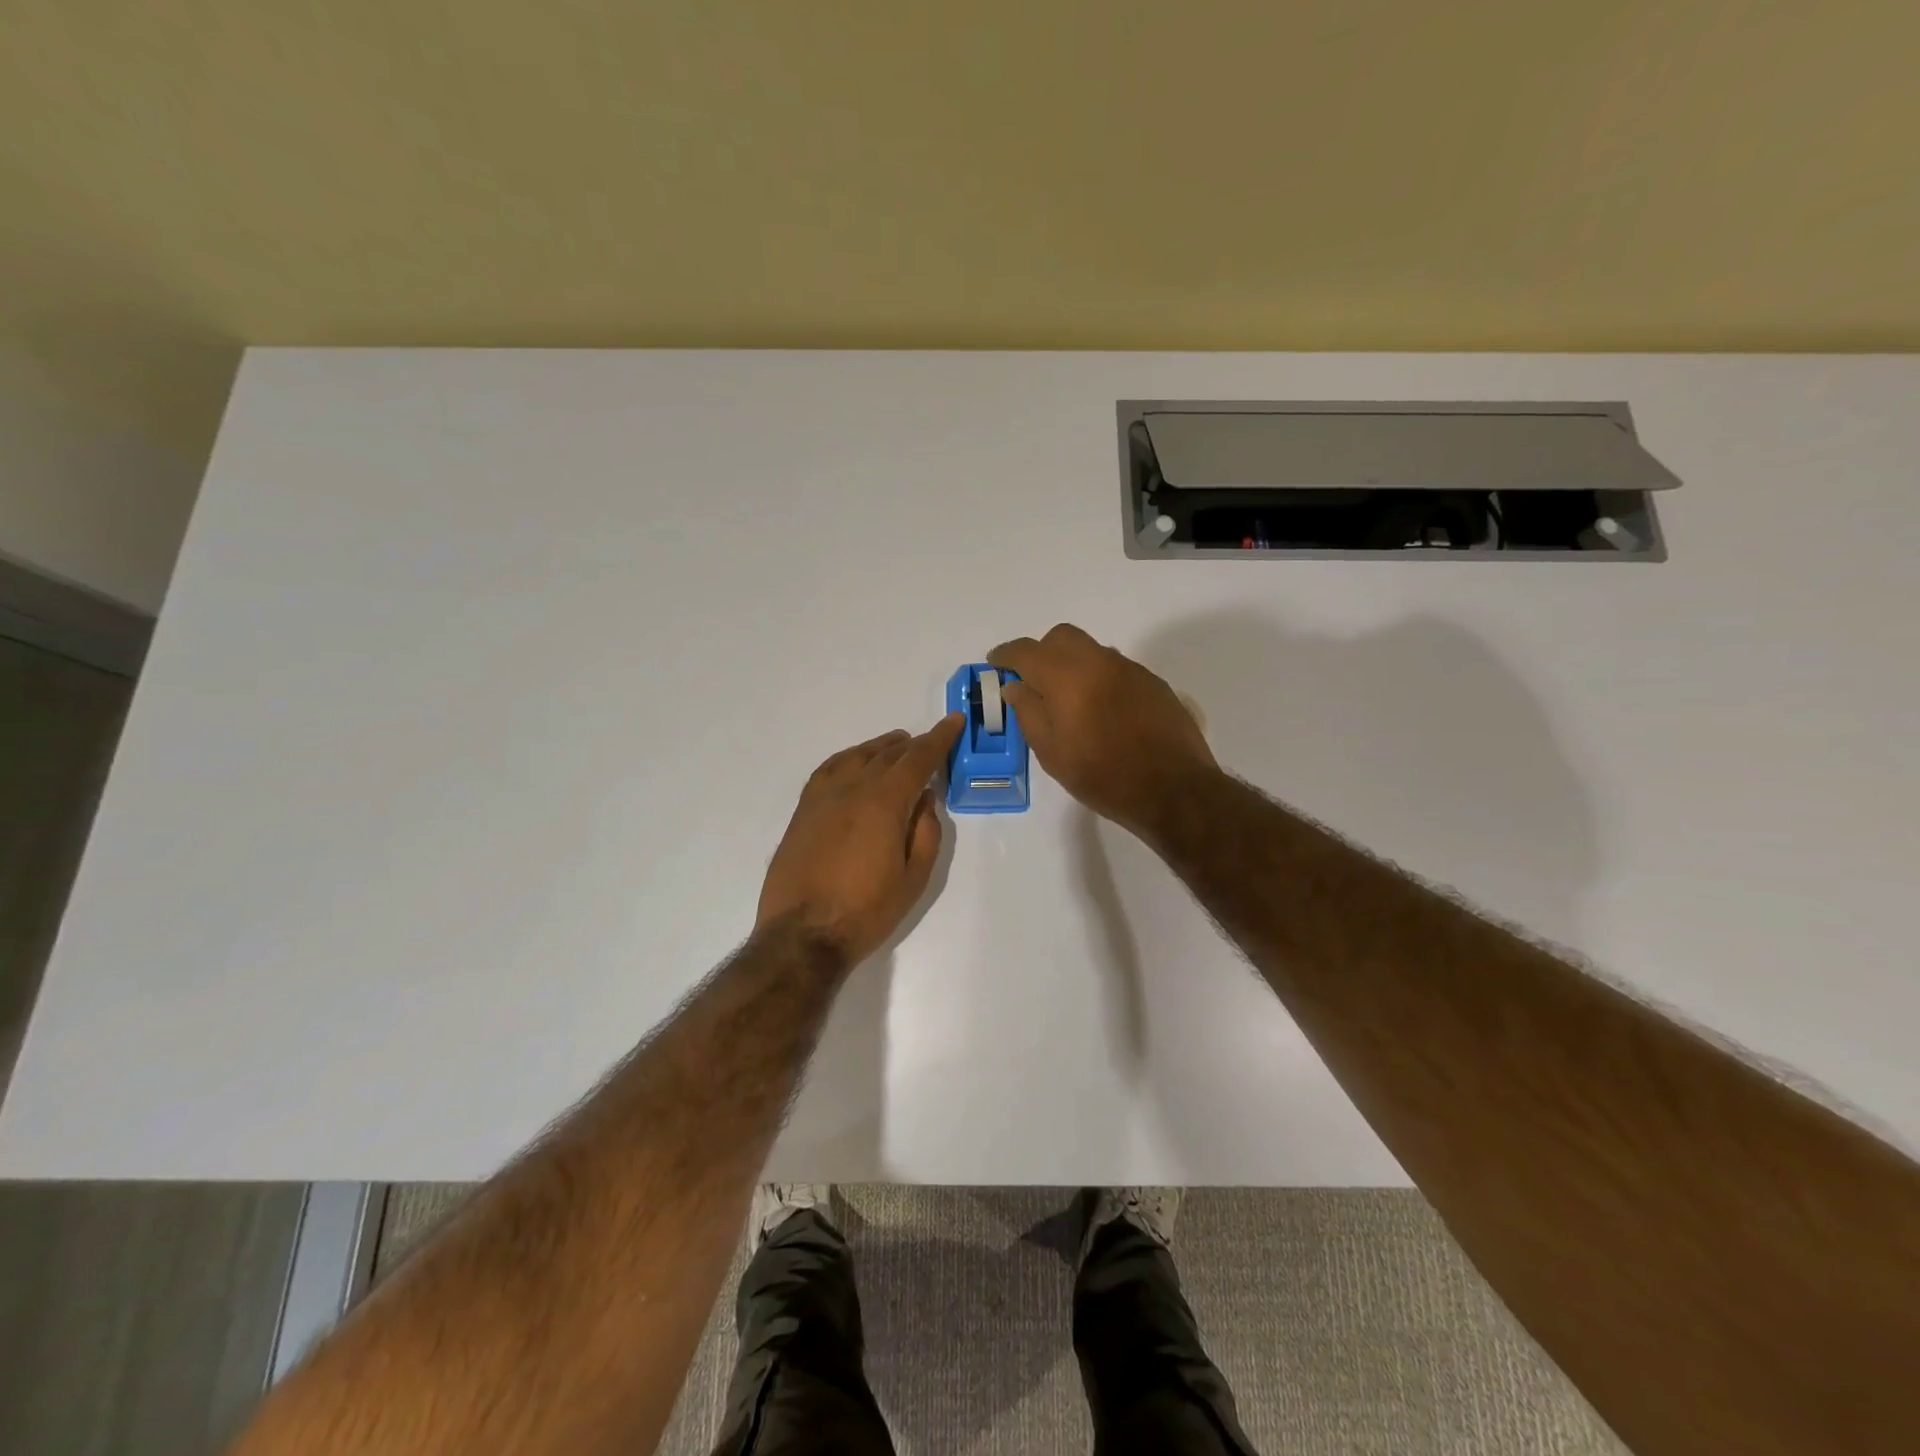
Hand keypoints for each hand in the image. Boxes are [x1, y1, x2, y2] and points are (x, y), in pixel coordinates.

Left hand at [755, 715, 963, 966]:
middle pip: (887, 754)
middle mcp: (851, 788)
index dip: (939, 739)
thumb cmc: (866, 911)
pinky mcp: (803, 810)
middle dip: (913, 744)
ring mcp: (822, 797)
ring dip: (881, 748)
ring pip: (856, 756)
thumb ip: (925, 831)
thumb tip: (925, 797)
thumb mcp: (914, 877)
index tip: (953, 722)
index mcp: (884, 802)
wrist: (802, 935)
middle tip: (930, 742)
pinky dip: (849, 759)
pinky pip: (829, 769)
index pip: (917, 758)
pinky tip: (855, 764)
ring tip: (897, 747)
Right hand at [988, 624, 1215, 836]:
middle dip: (1041, 652)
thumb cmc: (1102, 776)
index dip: (1006, 655)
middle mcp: (1099, 661)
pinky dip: (1098, 678)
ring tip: (1068, 701)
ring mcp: (1130, 669)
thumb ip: (1028, 713)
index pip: (1026, 651)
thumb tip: (1015, 687)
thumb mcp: (1052, 753)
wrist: (1173, 789)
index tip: (995, 663)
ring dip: (1072, 665)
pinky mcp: (1152, 683)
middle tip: (1032, 681)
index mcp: (1067, 676)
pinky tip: (1101, 711)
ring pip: (1091, 651)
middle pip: (1061, 637)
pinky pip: (1115, 668)